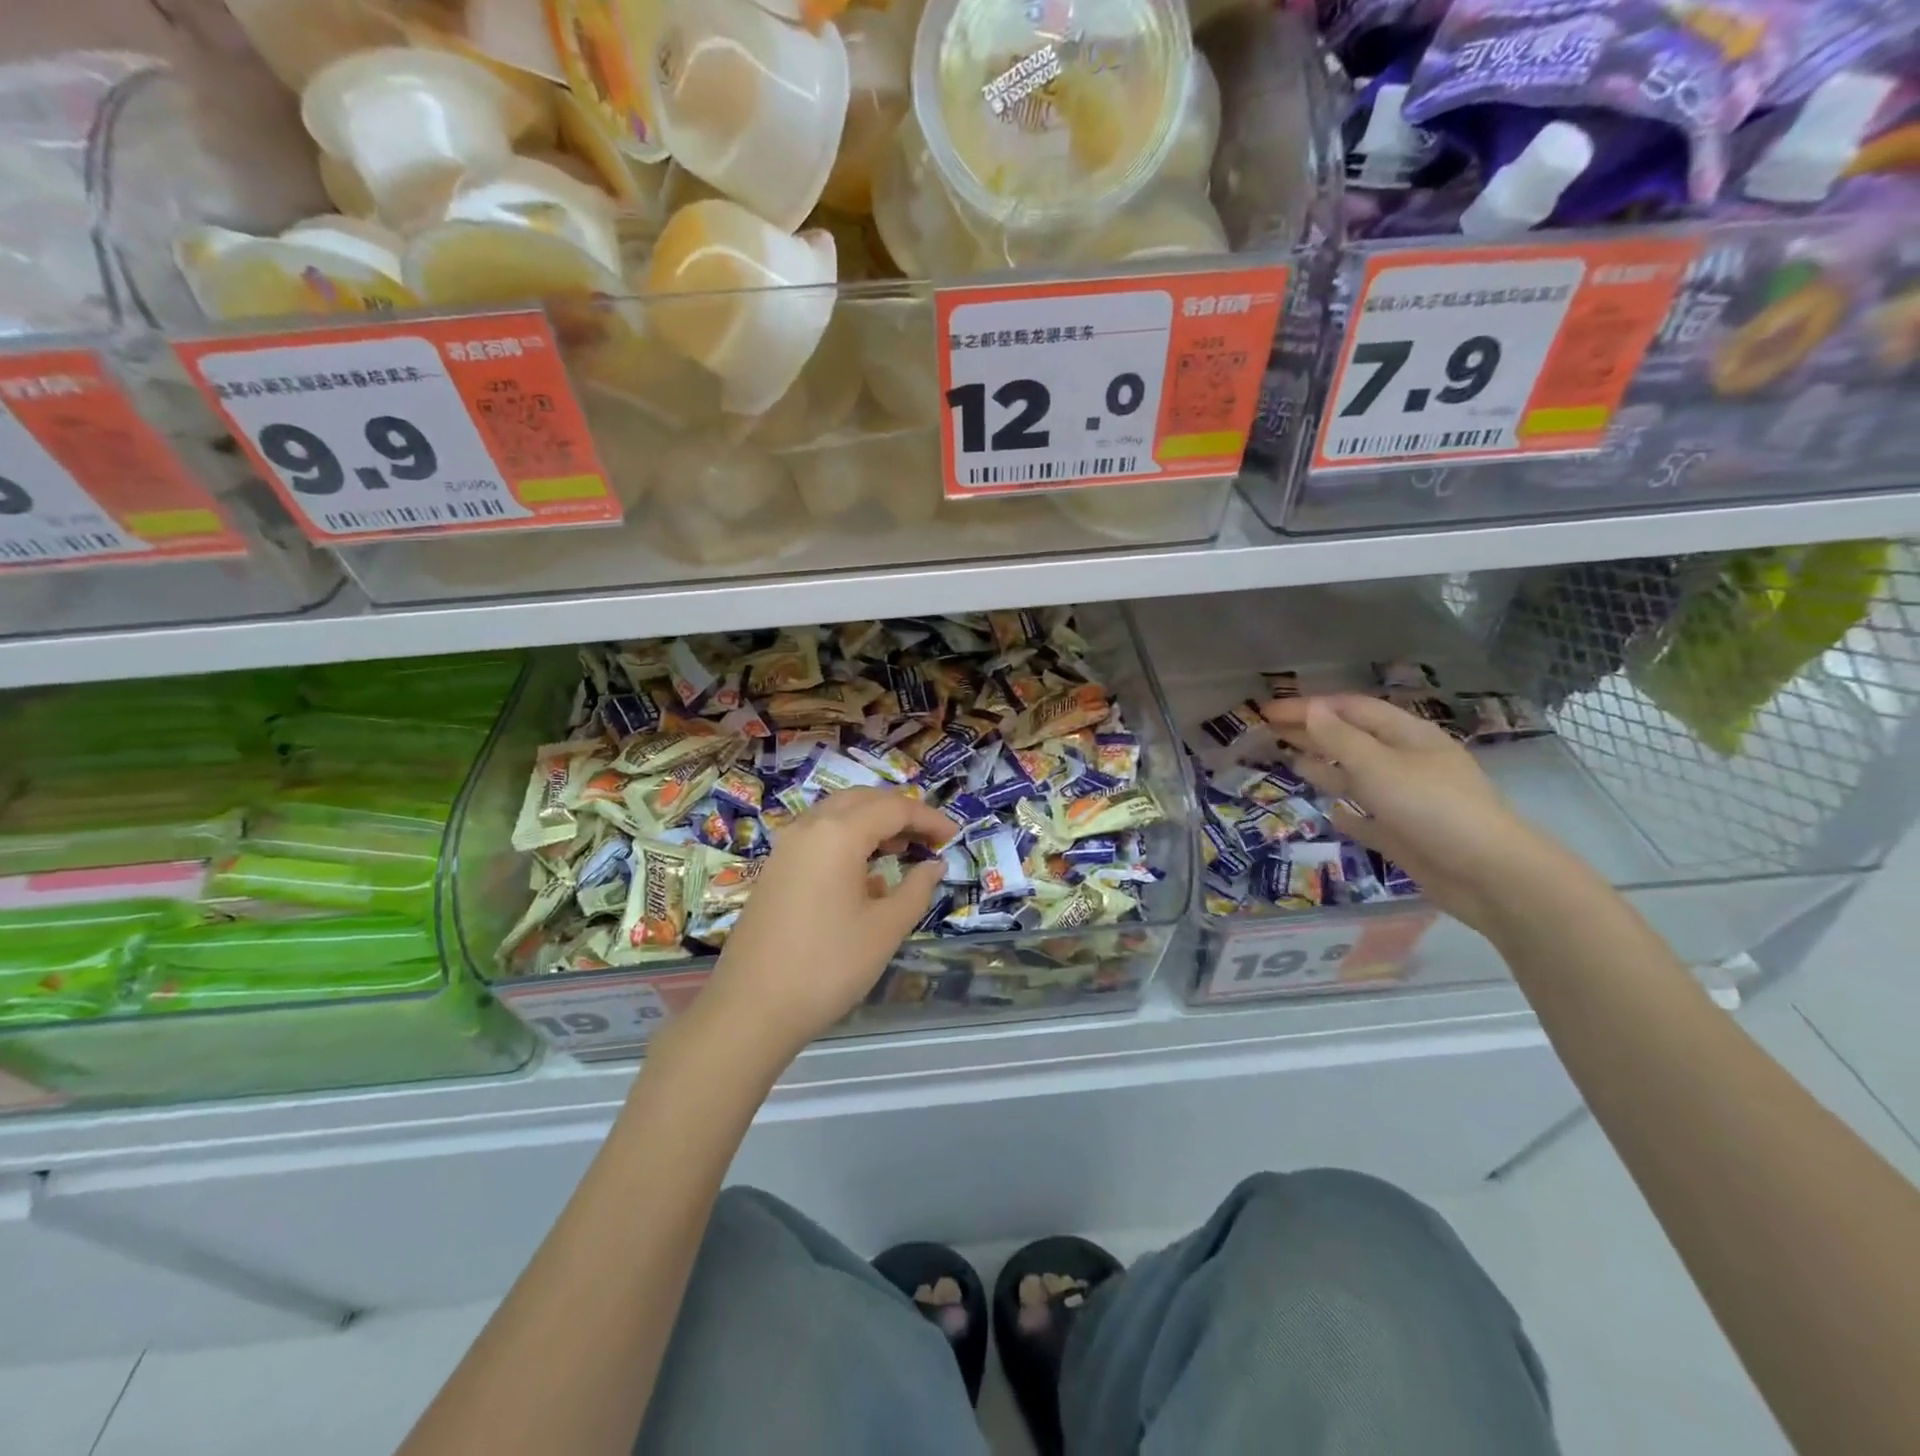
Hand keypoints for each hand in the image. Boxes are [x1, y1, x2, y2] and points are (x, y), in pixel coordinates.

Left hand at [692, 788, 949, 1065]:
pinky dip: (847, 838)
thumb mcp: (885, 929)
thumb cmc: (828, 966)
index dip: (928, 818)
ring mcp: (786, 847)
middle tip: (930, 838)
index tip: (954, 837)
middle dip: (900, 812)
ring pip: (837, 814)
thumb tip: (934, 865)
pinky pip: (818, 835)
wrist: (751, 1008)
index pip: (893, 808)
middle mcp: (809, 827)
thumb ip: (916, 889)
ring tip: (902, 849)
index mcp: (838, 833)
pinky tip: (864, 873)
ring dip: (872, 822)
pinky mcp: (774, 869)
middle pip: (862, 800)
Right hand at [1262, 695, 1576, 934]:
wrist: (1487, 875)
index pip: (1351, 709)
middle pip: (1352, 739)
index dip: (1308, 706)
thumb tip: (1311, 709)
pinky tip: (1331, 812)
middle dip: (1312, 732)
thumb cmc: (1431, 807)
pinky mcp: (1404, 835)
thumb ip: (1340, 739)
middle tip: (1269, 731)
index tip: (1267, 710)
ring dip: (1325, 767)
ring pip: (1358, 776)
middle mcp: (1407, 762)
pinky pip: (1369, 818)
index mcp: (1407, 736)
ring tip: (1290, 762)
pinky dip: (1349, 812)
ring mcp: (1407, 799)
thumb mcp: (1379, 766)